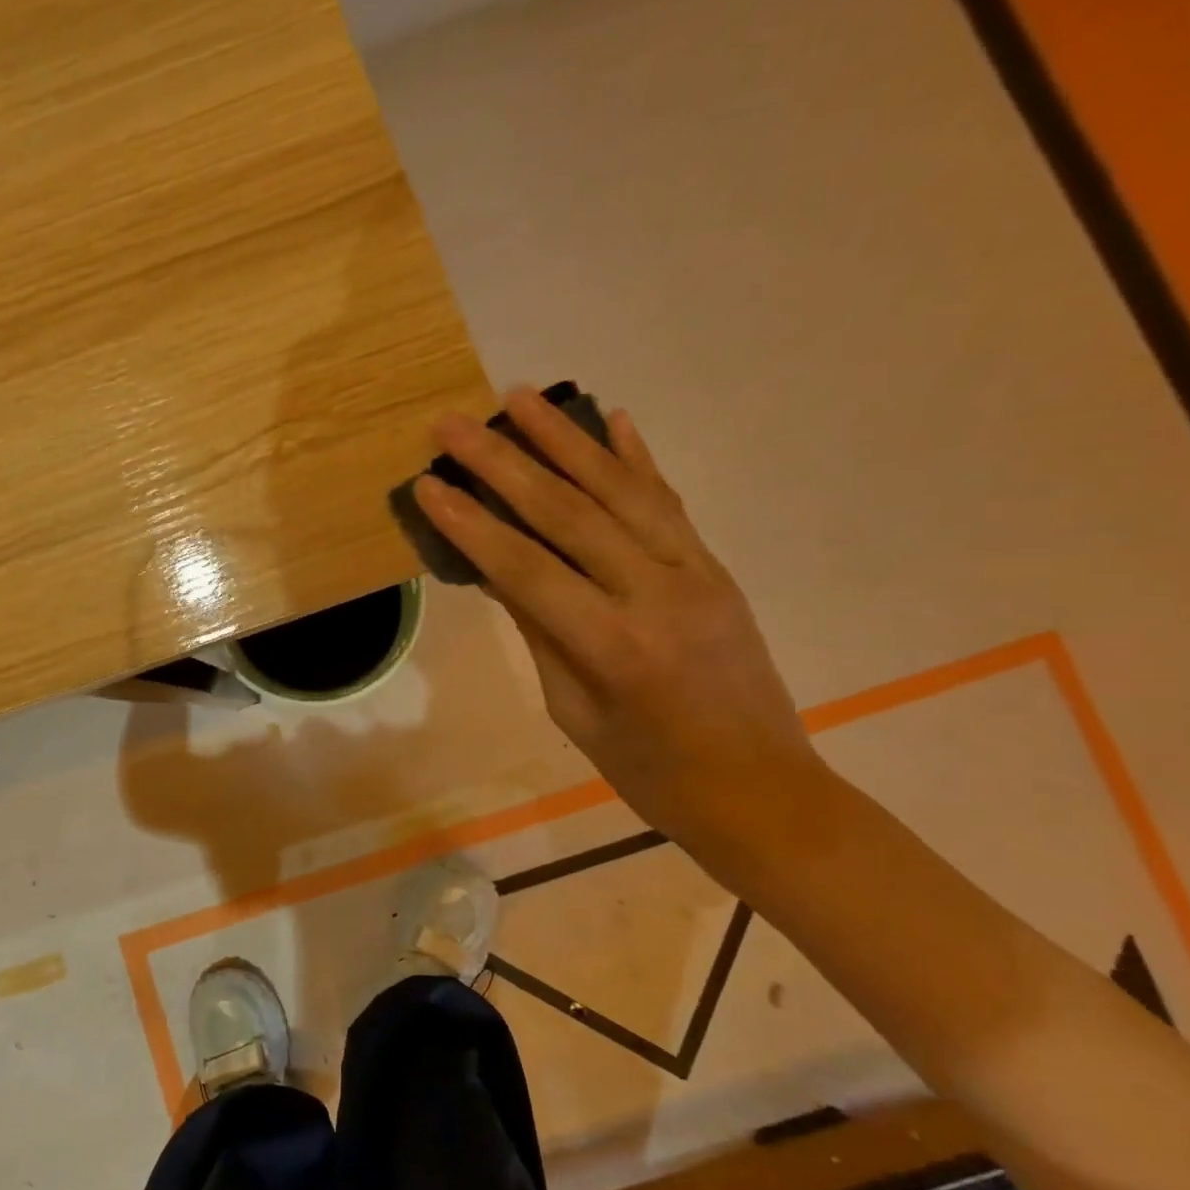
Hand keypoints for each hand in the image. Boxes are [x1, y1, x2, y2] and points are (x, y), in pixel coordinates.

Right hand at [412, 389, 829, 852]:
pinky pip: (670, 502)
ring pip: (620, 489)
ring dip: (565, 438)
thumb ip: (539, 633)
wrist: (762, 793)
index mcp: (612, 645)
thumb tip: (498, 571)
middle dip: (502, 462)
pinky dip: (638, 457)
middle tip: (452, 424)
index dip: (470, 524)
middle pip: (567, 512)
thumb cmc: (651, 773)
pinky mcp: (716, 568)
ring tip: (520, 396)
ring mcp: (695, 572)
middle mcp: (657, 593)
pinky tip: (613, 418)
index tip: (427, 484)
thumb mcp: (574, 712)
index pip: (525, 567)